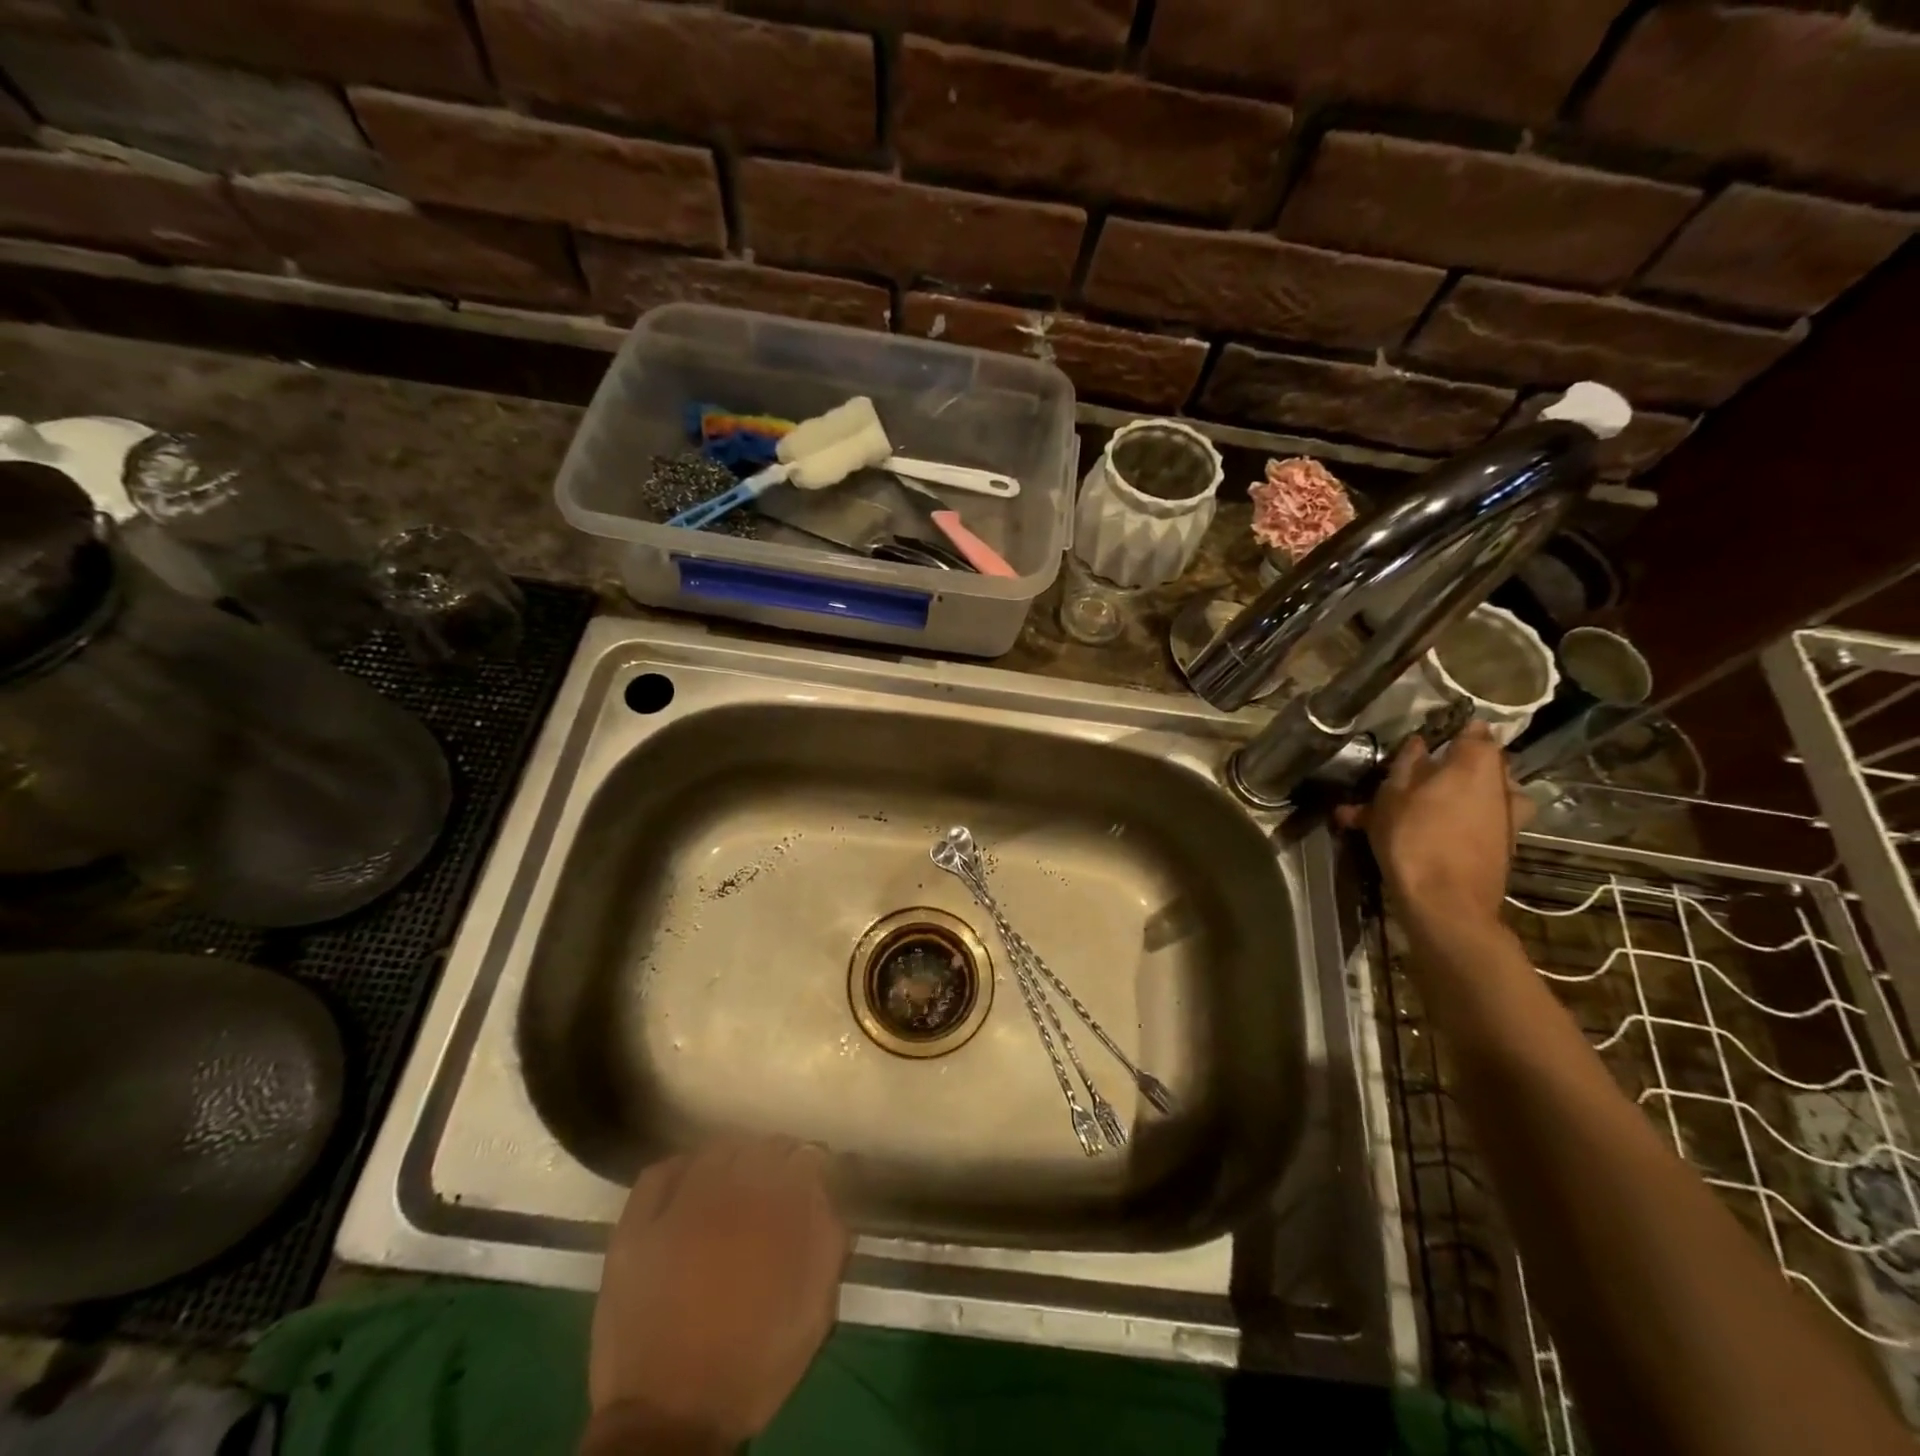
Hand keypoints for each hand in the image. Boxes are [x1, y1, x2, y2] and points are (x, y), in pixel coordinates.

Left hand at [584, 1138, 850, 1453]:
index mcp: (776, 1217)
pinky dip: (681, 1167)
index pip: (805, 1158)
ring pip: (715, 1151)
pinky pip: (661, 1172)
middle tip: (778, 1178)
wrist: (668, 1423)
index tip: (815, 1175)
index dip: (814, 1163)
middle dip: (777, 1156)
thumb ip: (828, 1243)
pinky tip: (691, 1182)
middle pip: (761, 1147)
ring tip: (737, 1177)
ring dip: (734, 1157)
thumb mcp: (813, 1313)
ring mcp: (676, 1209)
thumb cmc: (752, 1368)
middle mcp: (729, 1198)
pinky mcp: (635, 1228)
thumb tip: (828, 1193)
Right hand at [1337, 721, 1531, 931]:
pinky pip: (1477, 823)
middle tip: (1414, 776)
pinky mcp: (1503, 846)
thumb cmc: (1414, 839)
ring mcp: (1507, 819)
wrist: (1446, 904)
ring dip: (1453, 796)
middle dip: (1451, 767)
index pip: (1475, 731)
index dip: (1454, 731)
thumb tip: (1419, 744)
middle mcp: (1502, 786)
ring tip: (1417, 809)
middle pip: (1480, 765)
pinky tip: (1425, 835)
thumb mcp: (1392, 796)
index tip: (1430, 736)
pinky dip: (1456, 823)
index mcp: (1476, 764)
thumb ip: (1407, 765)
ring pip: (1478, 796)